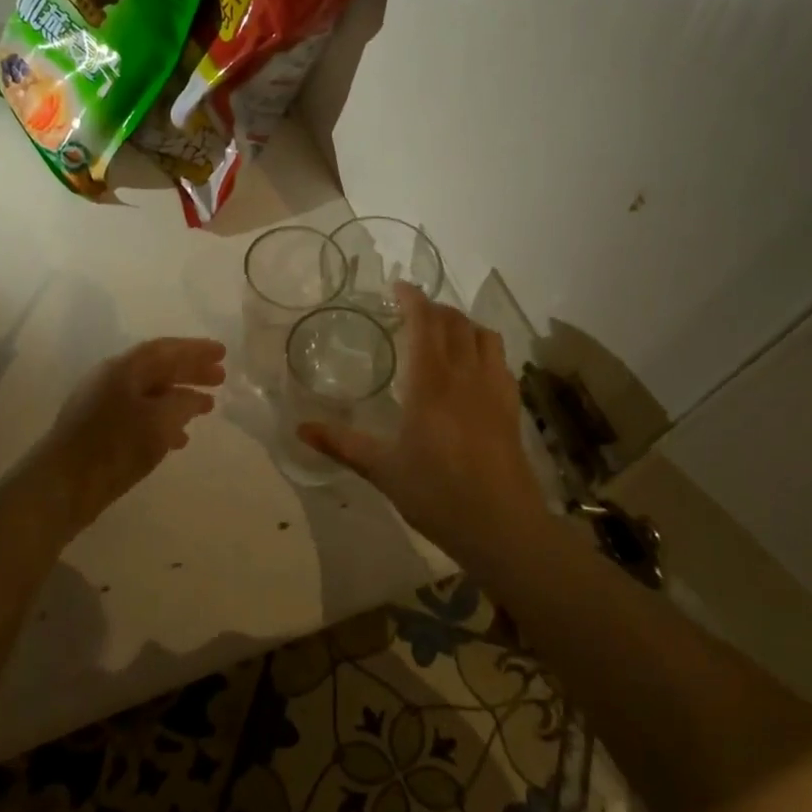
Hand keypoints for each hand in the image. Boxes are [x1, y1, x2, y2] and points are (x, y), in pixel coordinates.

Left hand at [37, 337, 226, 528]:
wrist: (62, 487)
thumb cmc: (114, 447)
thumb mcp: (159, 422)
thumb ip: (183, 404)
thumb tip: (195, 398)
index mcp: (123, 369)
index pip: (165, 349)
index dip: (195, 349)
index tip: (223, 352)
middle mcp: (109, 380)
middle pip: (157, 368)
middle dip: (190, 372)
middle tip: (220, 378)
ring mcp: (100, 405)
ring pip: (149, 393)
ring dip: (179, 397)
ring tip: (206, 408)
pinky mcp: (98, 431)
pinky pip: (139, 415)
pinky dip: (163, 420)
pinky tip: (178, 439)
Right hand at [298, 285, 547, 560]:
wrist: (501, 525)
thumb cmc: (435, 493)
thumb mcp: (382, 469)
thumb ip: (341, 444)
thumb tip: (300, 429)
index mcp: (430, 383)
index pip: (425, 323)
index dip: (413, 299)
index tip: (399, 287)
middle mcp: (465, 375)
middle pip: (455, 323)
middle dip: (435, 308)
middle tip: (413, 310)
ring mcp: (494, 389)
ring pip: (484, 335)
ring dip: (462, 323)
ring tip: (444, 331)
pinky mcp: (511, 406)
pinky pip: (500, 359)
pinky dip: (484, 347)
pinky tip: (473, 366)